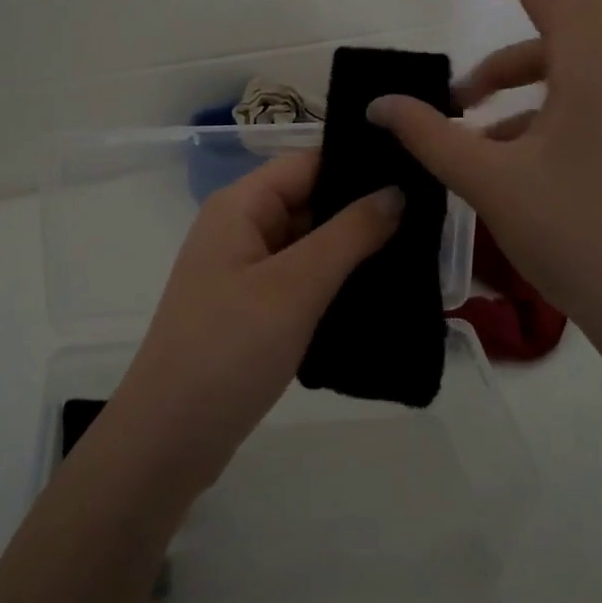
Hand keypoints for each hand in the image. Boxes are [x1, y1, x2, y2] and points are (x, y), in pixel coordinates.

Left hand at [105, 152, 402, 494]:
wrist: (171, 439)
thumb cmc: (230, 348)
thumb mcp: (296, 285)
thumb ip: (350, 234)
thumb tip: (396, 190)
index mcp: (240, 206)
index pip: (307, 163)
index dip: (357, 165)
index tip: (415, 172)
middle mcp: (240, 230)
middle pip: (309, 202)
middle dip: (363, 211)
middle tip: (431, 220)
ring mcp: (245, 273)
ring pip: (310, 245)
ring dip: (354, 251)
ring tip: (420, 254)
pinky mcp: (252, 311)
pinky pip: (302, 282)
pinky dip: (336, 284)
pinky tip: (382, 294)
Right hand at [368, 0, 601, 383]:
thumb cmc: (580, 238)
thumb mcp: (490, 183)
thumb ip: (430, 136)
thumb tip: (379, 105)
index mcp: (591, 62)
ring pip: (576, 42)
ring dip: (515, 56)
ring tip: (461, 102)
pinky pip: (578, 88)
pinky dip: (532, 98)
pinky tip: (494, 145)